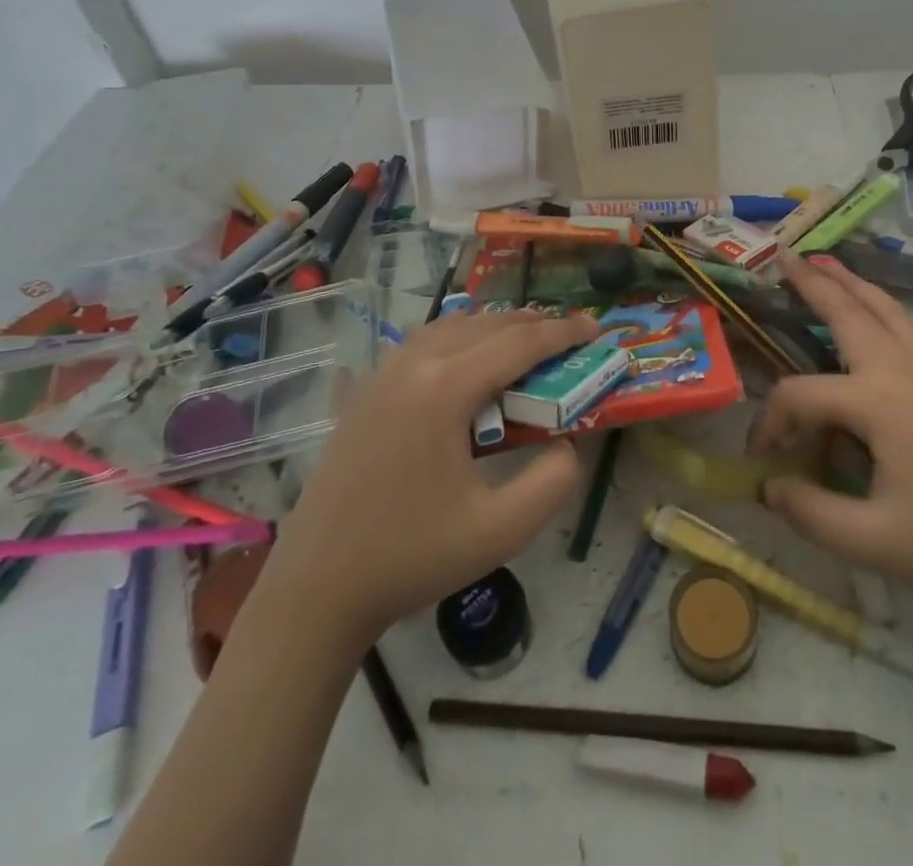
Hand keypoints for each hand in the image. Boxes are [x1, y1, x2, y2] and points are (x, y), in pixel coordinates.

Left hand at [267, 306, 599, 646]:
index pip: (518, 344)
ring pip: (451, 326)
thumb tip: (567, 443)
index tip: (595, 327)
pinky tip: (468, 359)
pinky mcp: (366, 391)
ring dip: (495, 327)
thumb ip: (552, 481)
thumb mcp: (501, 531)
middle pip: (486, 325)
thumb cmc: (411, 558)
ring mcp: (382, 374)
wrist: (317, 588)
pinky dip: (458, 337)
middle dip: (533, 325)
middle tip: (570, 337)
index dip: (562, 332)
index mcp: (444, 389)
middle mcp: (412, 365)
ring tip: (527, 343)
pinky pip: (422, 343)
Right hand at [748, 252, 912, 613]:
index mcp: (876, 402)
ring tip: (824, 262)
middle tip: (783, 256)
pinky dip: (878, 305)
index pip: (800, 396)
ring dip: (850, 284)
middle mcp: (900, 372)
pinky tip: (873, 313)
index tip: (762, 459)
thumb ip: (810, 512)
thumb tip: (767, 486)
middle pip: (849, 314)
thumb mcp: (873, 541)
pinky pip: (904, 327)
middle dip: (813, 283)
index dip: (771, 423)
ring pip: (884, 311)